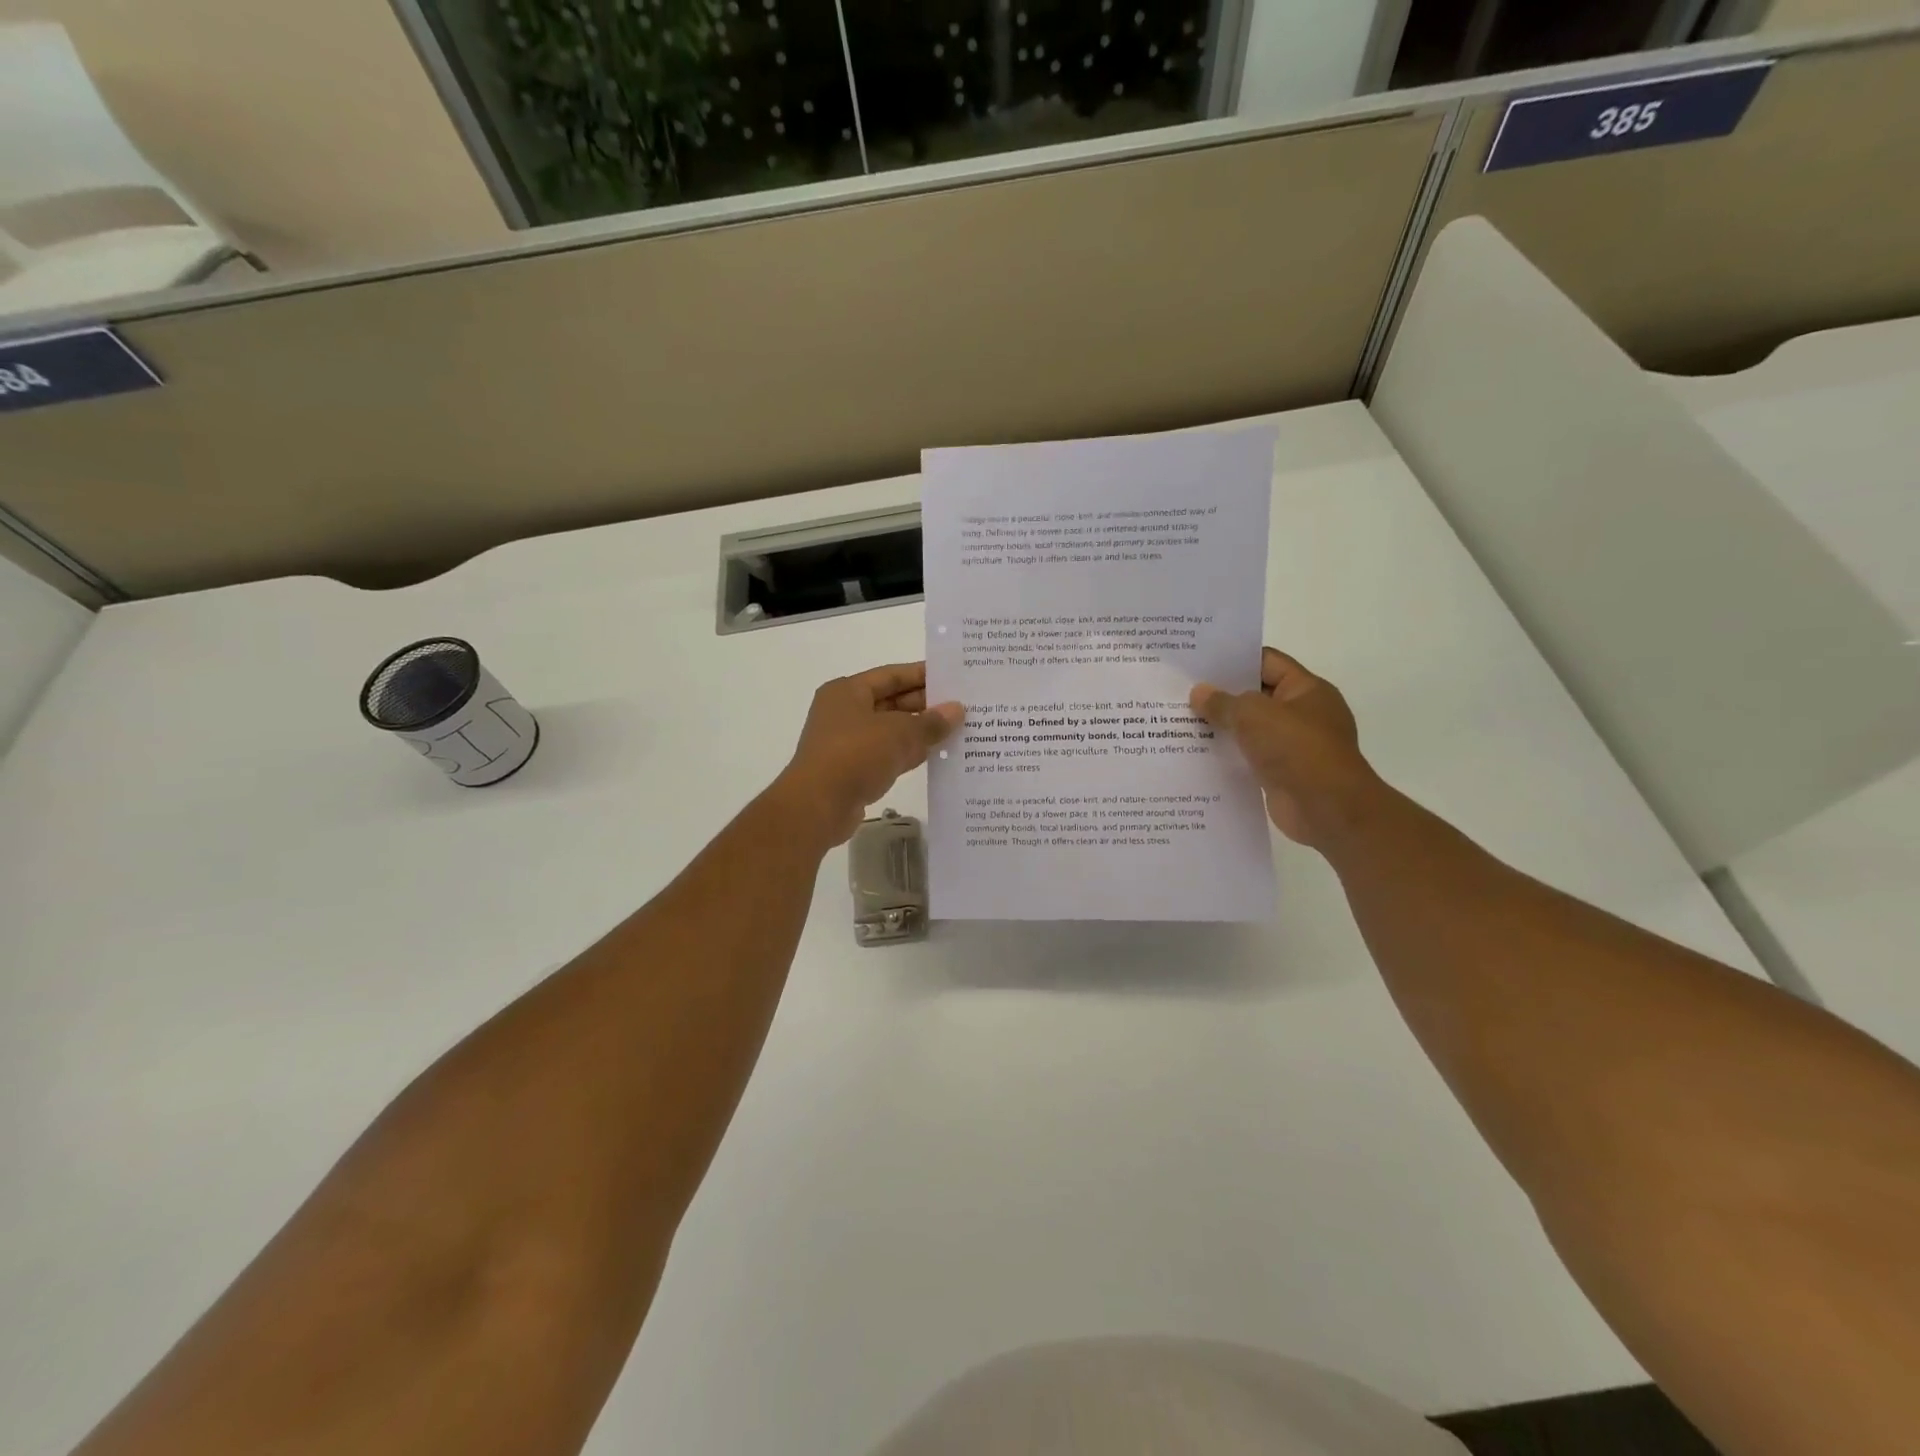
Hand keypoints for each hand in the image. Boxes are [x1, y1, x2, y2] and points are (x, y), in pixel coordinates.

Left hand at [772, 662, 963, 846]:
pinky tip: (937, 756)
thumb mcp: (900, 733)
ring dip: (920, 732)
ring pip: (891, 730)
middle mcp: (845, 712)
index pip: (892, 675)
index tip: (954, 677)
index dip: (923, 675)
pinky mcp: (852, 770)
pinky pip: (887, 755)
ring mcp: (847, 742)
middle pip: (892, 702)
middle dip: (926, 705)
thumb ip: (931, 721)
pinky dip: (909, 754)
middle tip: (963, 706)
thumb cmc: (856, 755)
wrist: (818, 805)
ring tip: (958, 730)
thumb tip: (957, 709)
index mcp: (848, 691)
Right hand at [1190, 648, 1381, 848]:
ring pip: (1250, 729)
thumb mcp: (1253, 715)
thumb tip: (1199, 693)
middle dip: (1221, 695)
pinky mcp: (1282, 773)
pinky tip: (1196, 754)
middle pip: (1256, 696)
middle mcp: (1303, 714)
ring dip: (1222, 727)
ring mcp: (1293, 745)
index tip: (1199, 663)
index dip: (1234, 660)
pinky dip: (1228, 755)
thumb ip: (1222, 702)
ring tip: (1181, 722)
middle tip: (1182, 692)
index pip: (1267, 662)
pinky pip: (1249, 757)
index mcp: (1306, 689)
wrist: (1327, 809)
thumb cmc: (1296, 748)